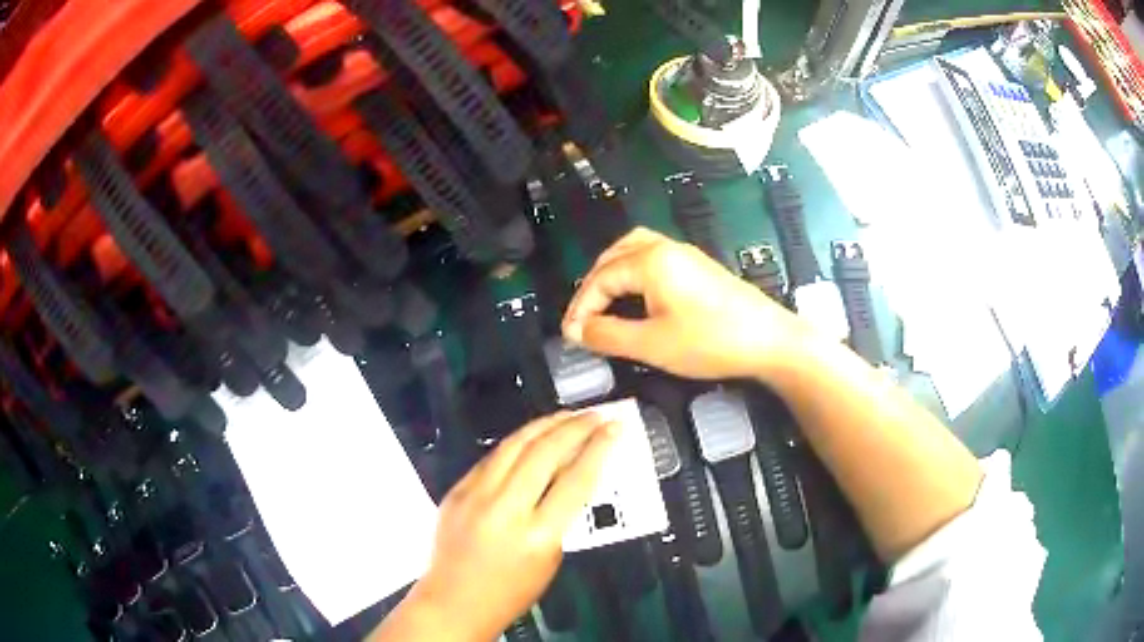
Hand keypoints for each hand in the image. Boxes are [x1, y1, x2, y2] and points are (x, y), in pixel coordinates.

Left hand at [377, 413, 619, 641]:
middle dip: (575, 427)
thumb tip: (574, 474)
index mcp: (537, 535)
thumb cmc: (512, 591)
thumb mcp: (551, 557)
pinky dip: (517, 442)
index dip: (599, 448)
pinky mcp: (457, 490)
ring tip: (568, 415)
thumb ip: (563, 516)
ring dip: (545, 425)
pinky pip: (492, 457)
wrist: (455, 601)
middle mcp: (504, 509)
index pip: (576, 480)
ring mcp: (475, 496)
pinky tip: (532, 435)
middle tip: (596, 415)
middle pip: (545, 452)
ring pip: (514, 444)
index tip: (614, 428)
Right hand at [562, 227, 810, 380]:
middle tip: (582, 318)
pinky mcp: (698, 266)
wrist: (768, 339)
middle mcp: (665, 248)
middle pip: (614, 255)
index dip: (581, 307)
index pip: (601, 278)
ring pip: (634, 250)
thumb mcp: (652, 344)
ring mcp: (685, 254)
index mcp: (650, 260)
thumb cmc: (710, 341)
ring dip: (611, 273)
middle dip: (592, 286)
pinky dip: (632, 272)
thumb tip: (577, 330)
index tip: (571, 336)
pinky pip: (652, 257)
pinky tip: (635, 295)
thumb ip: (609, 335)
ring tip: (601, 302)